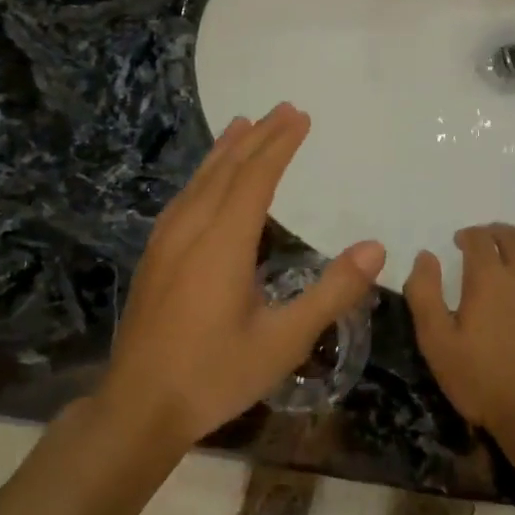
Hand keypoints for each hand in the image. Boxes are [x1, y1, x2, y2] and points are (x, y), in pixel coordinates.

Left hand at [100, 103, 385, 451]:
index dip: (279, 144)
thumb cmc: (215, 375)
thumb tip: (376, 248)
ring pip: (199, 181)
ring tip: (243, 124)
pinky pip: (183, 198)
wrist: (139, 406)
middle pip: (226, 170)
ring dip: (225, 150)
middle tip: (283, 108)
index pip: (255, 178)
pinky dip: (203, 175)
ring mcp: (166, 242)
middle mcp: (191, 230)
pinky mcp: (154, 256)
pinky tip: (206, 179)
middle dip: (257, 137)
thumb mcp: (283, 341)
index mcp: (223, 244)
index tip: (300, 116)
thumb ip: (331, 293)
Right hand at [404, 224, 514, 437]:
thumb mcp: (437, 343)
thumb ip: (425, 294)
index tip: (461, 244)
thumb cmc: (484, 382)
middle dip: (495, 234)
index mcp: (488, 278)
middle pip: (512, 236)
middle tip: (486, 246)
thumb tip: (426, 256)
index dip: (468, 236)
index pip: (478, 238)